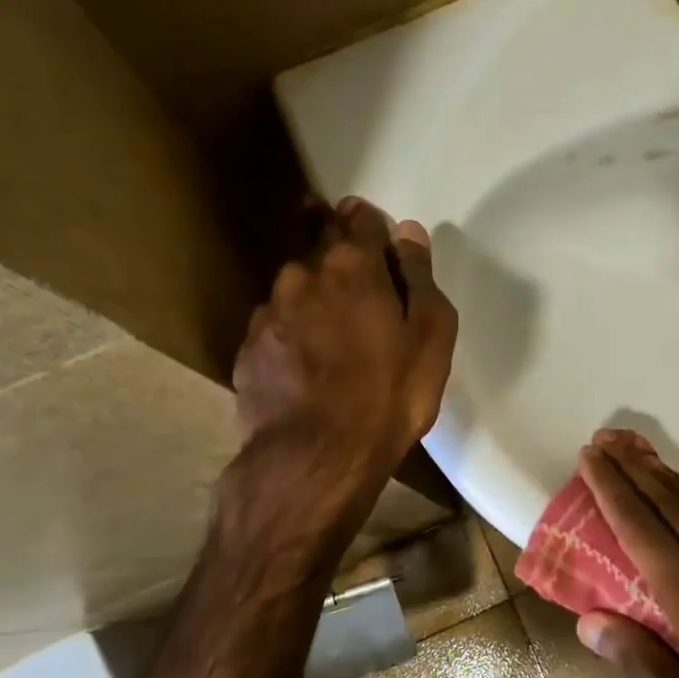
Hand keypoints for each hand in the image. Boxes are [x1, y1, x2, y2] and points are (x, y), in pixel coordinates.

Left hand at [226, 198, 456, 546]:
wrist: (316, 457)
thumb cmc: (388, 396)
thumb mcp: (429, 338)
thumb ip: (419, 278)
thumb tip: (409, 232)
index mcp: (352, 267)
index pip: (359, 220)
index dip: (369, 222)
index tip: (375, 231)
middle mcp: (303, 275)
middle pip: (317, 240)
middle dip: (333, 239)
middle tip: (351, 261)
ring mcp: (269, 312)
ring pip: (293, 283)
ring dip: (311, 288)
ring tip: (328, 317)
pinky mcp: (248, 348)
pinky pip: (275, 322)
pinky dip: (291, 326)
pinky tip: (303, 355)